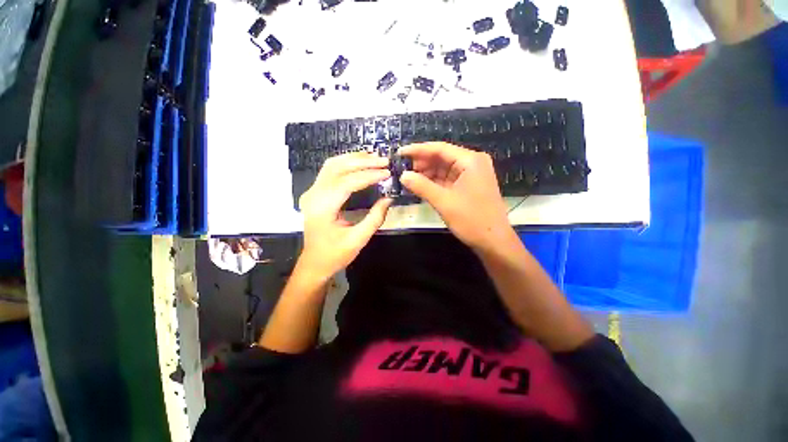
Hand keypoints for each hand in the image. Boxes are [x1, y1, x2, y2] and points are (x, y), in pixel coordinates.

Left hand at [298, 152, 392, 278]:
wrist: (314, 263)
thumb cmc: (335, 254)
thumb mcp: (358, 239)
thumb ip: (375, 218)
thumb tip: (389, 198)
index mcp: (322, 208)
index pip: (347, 182)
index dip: (369, 176)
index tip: (387, 173)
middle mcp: (314, 195)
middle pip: (338, 168)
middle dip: (363, 162)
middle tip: (384, 161)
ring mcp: (312, 192)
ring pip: (332, 165)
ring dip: (354, 159)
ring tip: (375, 158)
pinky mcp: (315, 192)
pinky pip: (330, 170)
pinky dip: (346, 164)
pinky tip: (360, 164)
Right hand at [399, 142, 510, 251]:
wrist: (493, 241)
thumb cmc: (471, 220)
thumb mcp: (443, 202)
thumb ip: (422, 186)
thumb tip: (403, 175)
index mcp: (470, 161)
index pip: (439, 148)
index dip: (418, 150)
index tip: (400, 153)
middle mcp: (473, 163)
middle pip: (442, 157)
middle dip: (422, 163)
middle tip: (402, 169)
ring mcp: (472, 174)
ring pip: (444, 168)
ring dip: (427, 173)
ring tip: (408, 178)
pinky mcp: (469, 186)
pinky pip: (448, 179)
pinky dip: (435, 182)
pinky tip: (421, 185)